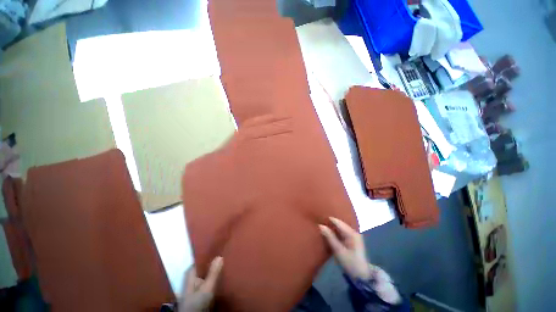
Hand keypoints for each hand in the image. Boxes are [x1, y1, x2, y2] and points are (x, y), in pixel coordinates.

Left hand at [179, 257, 222, 311]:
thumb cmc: (196, 303)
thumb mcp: (207, 288)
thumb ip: (213, 273)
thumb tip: (220, 255)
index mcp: (190, 272)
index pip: (202, 258)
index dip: (211, 253)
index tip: (221, 249)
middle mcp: (191, 275)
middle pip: (205, 265)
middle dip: (214, 262)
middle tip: (226, 255)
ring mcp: (194, 283)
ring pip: (206, 272)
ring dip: (214, 269)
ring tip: (226, 263)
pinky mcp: (198, 290)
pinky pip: (207, 278)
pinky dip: (213, 276)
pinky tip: (221, 275)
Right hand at [319, 217, 370, 280]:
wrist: (361, 277)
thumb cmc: (350, 263)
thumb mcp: (339, 251)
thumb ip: (330, 237)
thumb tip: (320, 225)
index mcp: (352, 233)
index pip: (338, 222)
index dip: (328, 219)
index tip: (318, 217)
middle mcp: (353, 232)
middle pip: (339, 224)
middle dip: (330, 223)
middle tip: (318, 220)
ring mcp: (353, 236)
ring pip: (340, 228)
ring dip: (332, 227)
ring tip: (321, 225)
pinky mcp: (351, 241)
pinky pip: (341, 233)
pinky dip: (335, 232)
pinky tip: (328, 232)